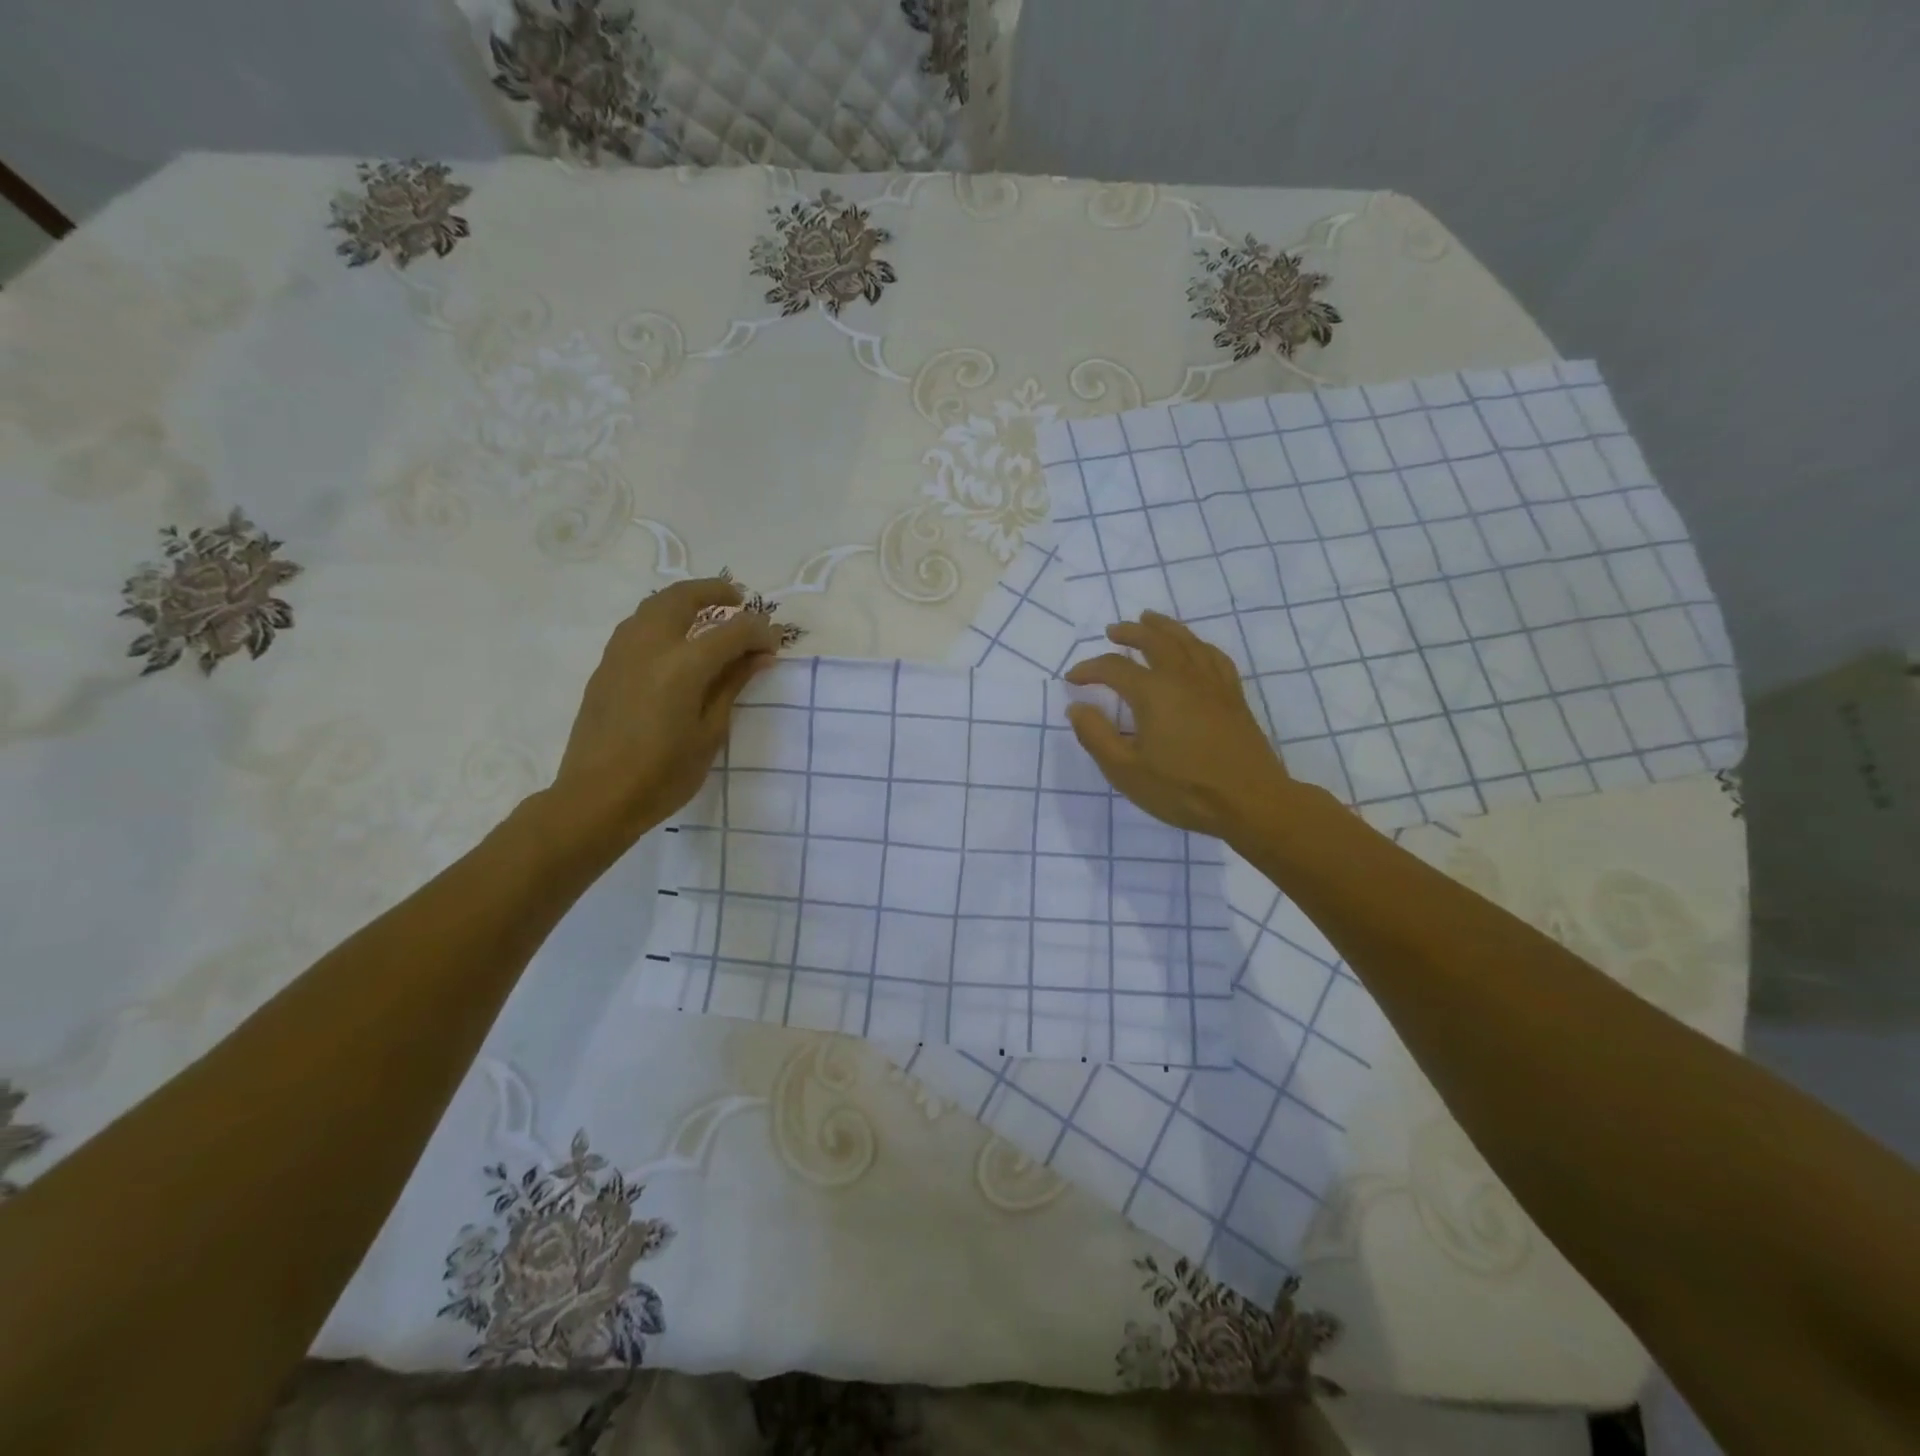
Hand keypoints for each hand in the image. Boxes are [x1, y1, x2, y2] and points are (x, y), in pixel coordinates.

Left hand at [547, 578, 784, 847]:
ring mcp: (621, 652)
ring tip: (707, 615)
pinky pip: (637, 625)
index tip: (774, 645)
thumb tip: (758, 655)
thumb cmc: (663, 774)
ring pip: (654, 605)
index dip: (759, 632)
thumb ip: (732, 685)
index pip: (732, 631)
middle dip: (715, 592)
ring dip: (684, 600)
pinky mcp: (606, 666)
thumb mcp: (710, 733)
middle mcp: (650, 646)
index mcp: (683, 665)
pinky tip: (676, 642)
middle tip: (739, 601)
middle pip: (683, 597)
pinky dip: (663, 619)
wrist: (596, 798)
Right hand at [1065, 611, 1295, 838]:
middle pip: (1155, 641)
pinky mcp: (1234, 697)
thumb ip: (1096, 736)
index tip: (1072, 678)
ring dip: (1165, 627)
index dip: (1089, 670)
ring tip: (1150, 620)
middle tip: (1113, 630)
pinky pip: (1215, 658)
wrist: (1250, 802)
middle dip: (1130, 632)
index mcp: (1153, 693)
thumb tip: (1076, 707)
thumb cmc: (1183, 789)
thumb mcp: (1126, 771)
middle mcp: (1183, 678)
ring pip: (1187, 642)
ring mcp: (1213, 685)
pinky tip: (1195, 648)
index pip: (1114, 669)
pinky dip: (1199, 645)